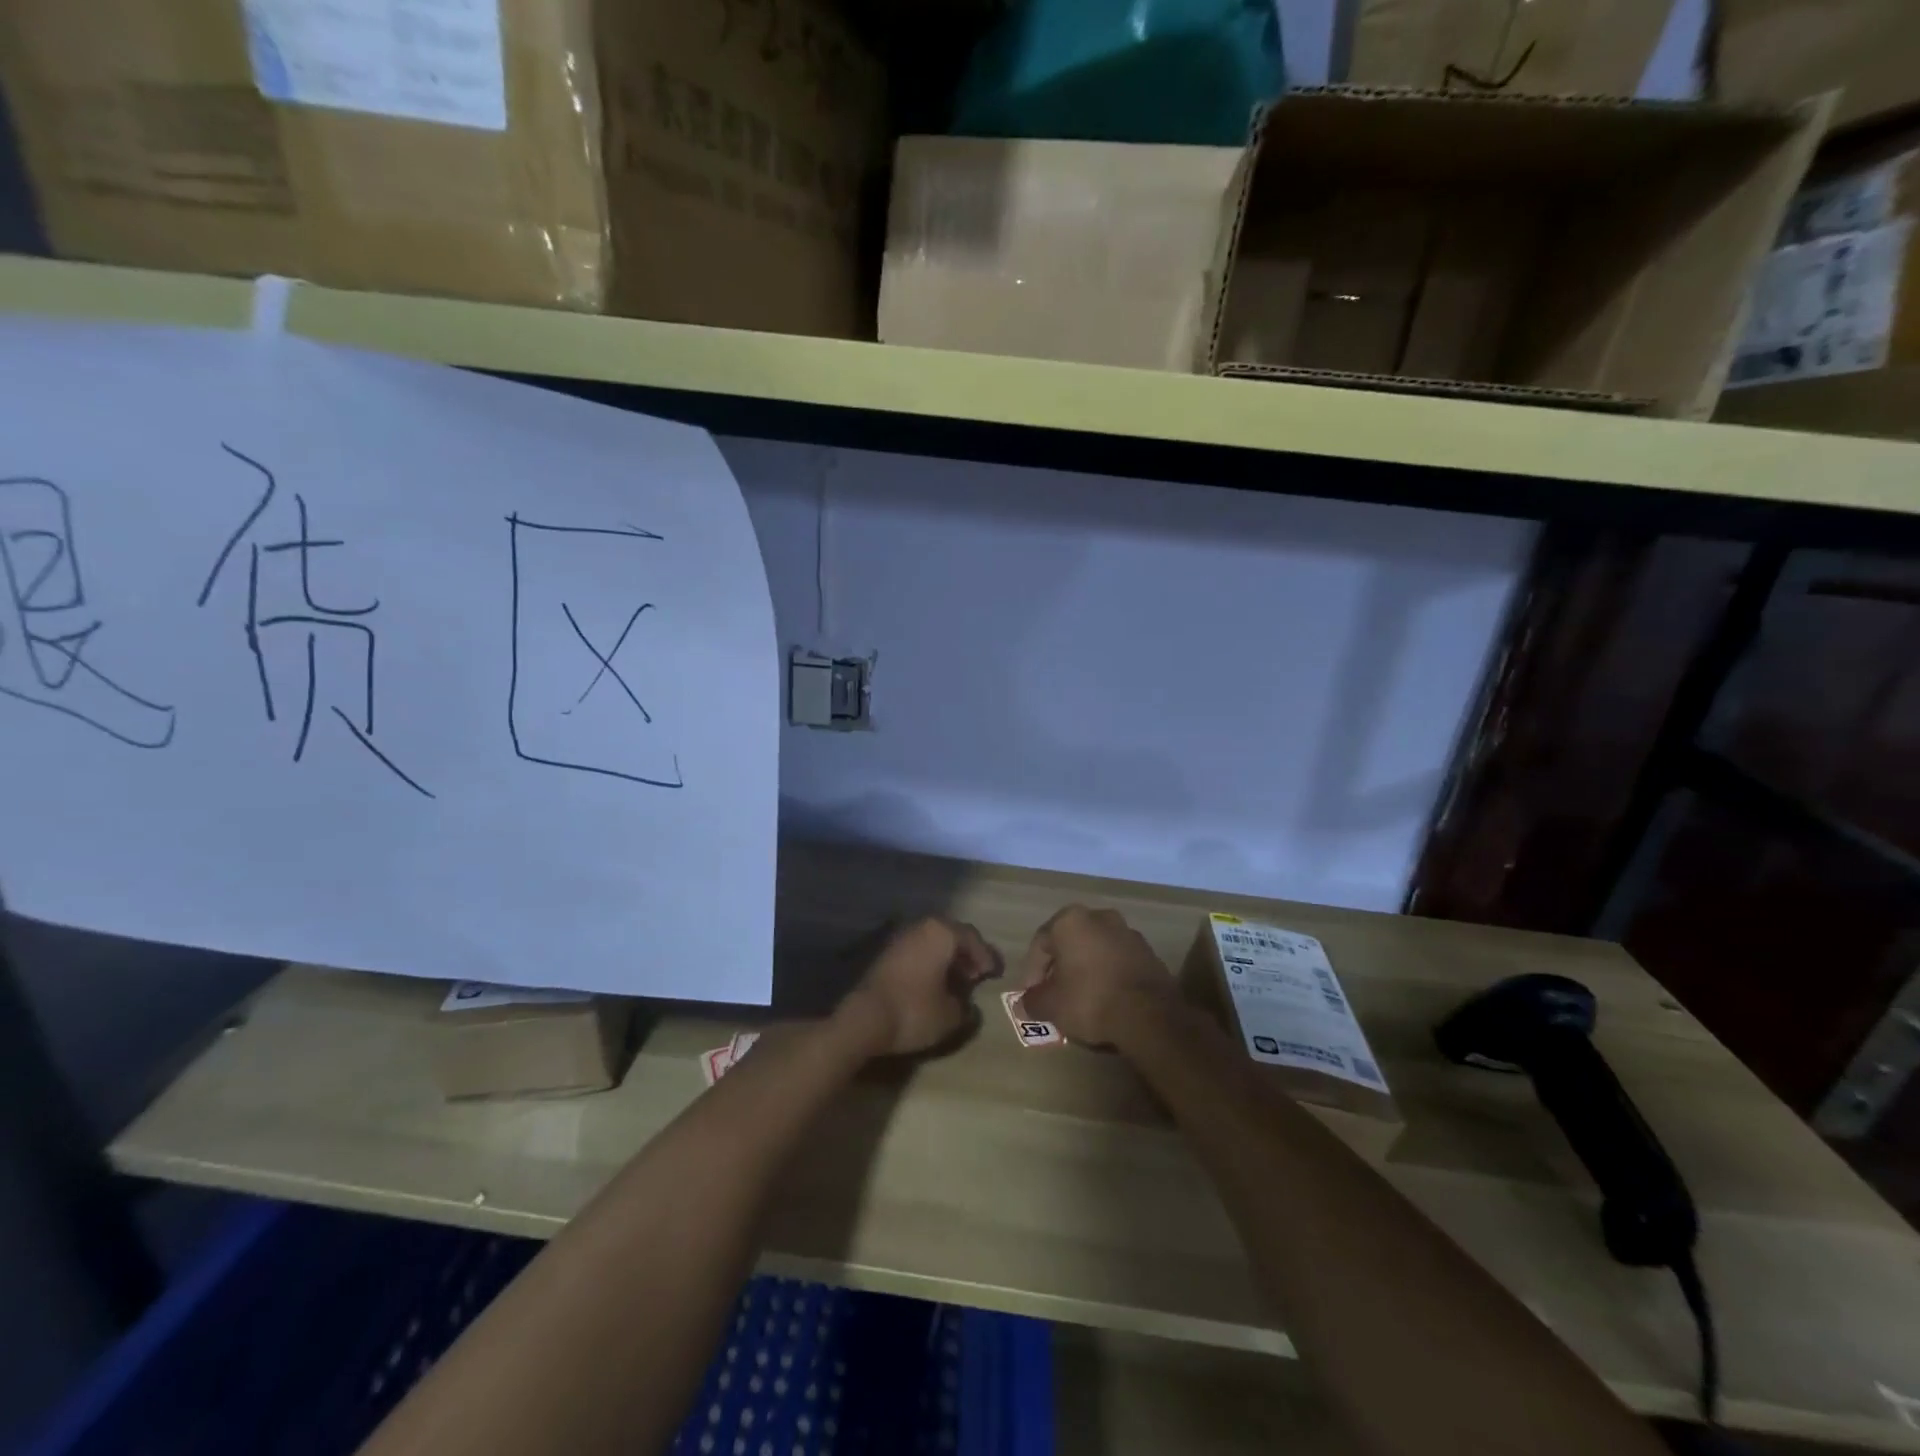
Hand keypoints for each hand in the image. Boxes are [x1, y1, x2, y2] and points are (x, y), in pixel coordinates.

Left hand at [838, 916, 1001, 1057]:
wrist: (864, 1018)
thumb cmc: (914, 1010)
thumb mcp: (950, 1015)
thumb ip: (966, 1008)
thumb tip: (967, 1005)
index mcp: (941, 933)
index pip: (972, 938)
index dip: (986, 956)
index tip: (995, 973)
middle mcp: (921, 927)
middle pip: (951, 935)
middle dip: (966, 954)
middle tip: (976, 975)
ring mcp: (899, 938)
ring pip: (931, 942)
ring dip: (946, 958)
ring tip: (955, 981)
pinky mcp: (884, 953)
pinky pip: (916, 952)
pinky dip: (928, 963)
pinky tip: (932, 984)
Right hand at [1019, 905, 1177, 1046]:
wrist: (1149, 1015)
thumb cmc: (1090, 1000)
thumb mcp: (1051, 1005)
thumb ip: (1032, 1001)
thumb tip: (1024, 1004)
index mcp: (1071, 920)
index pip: (1040, 943)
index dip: (1032, 972)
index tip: (1033, 996)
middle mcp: (1100, 917)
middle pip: (1070, 943)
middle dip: (1060, 968)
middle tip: (1055, 995)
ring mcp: (1128, 933)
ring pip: (1096, 951)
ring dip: (1086, 970)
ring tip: (1081, 1000)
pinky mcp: (1149, 953)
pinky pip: (1118, 962)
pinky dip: (1108, 976)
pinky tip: (1107, 1000)